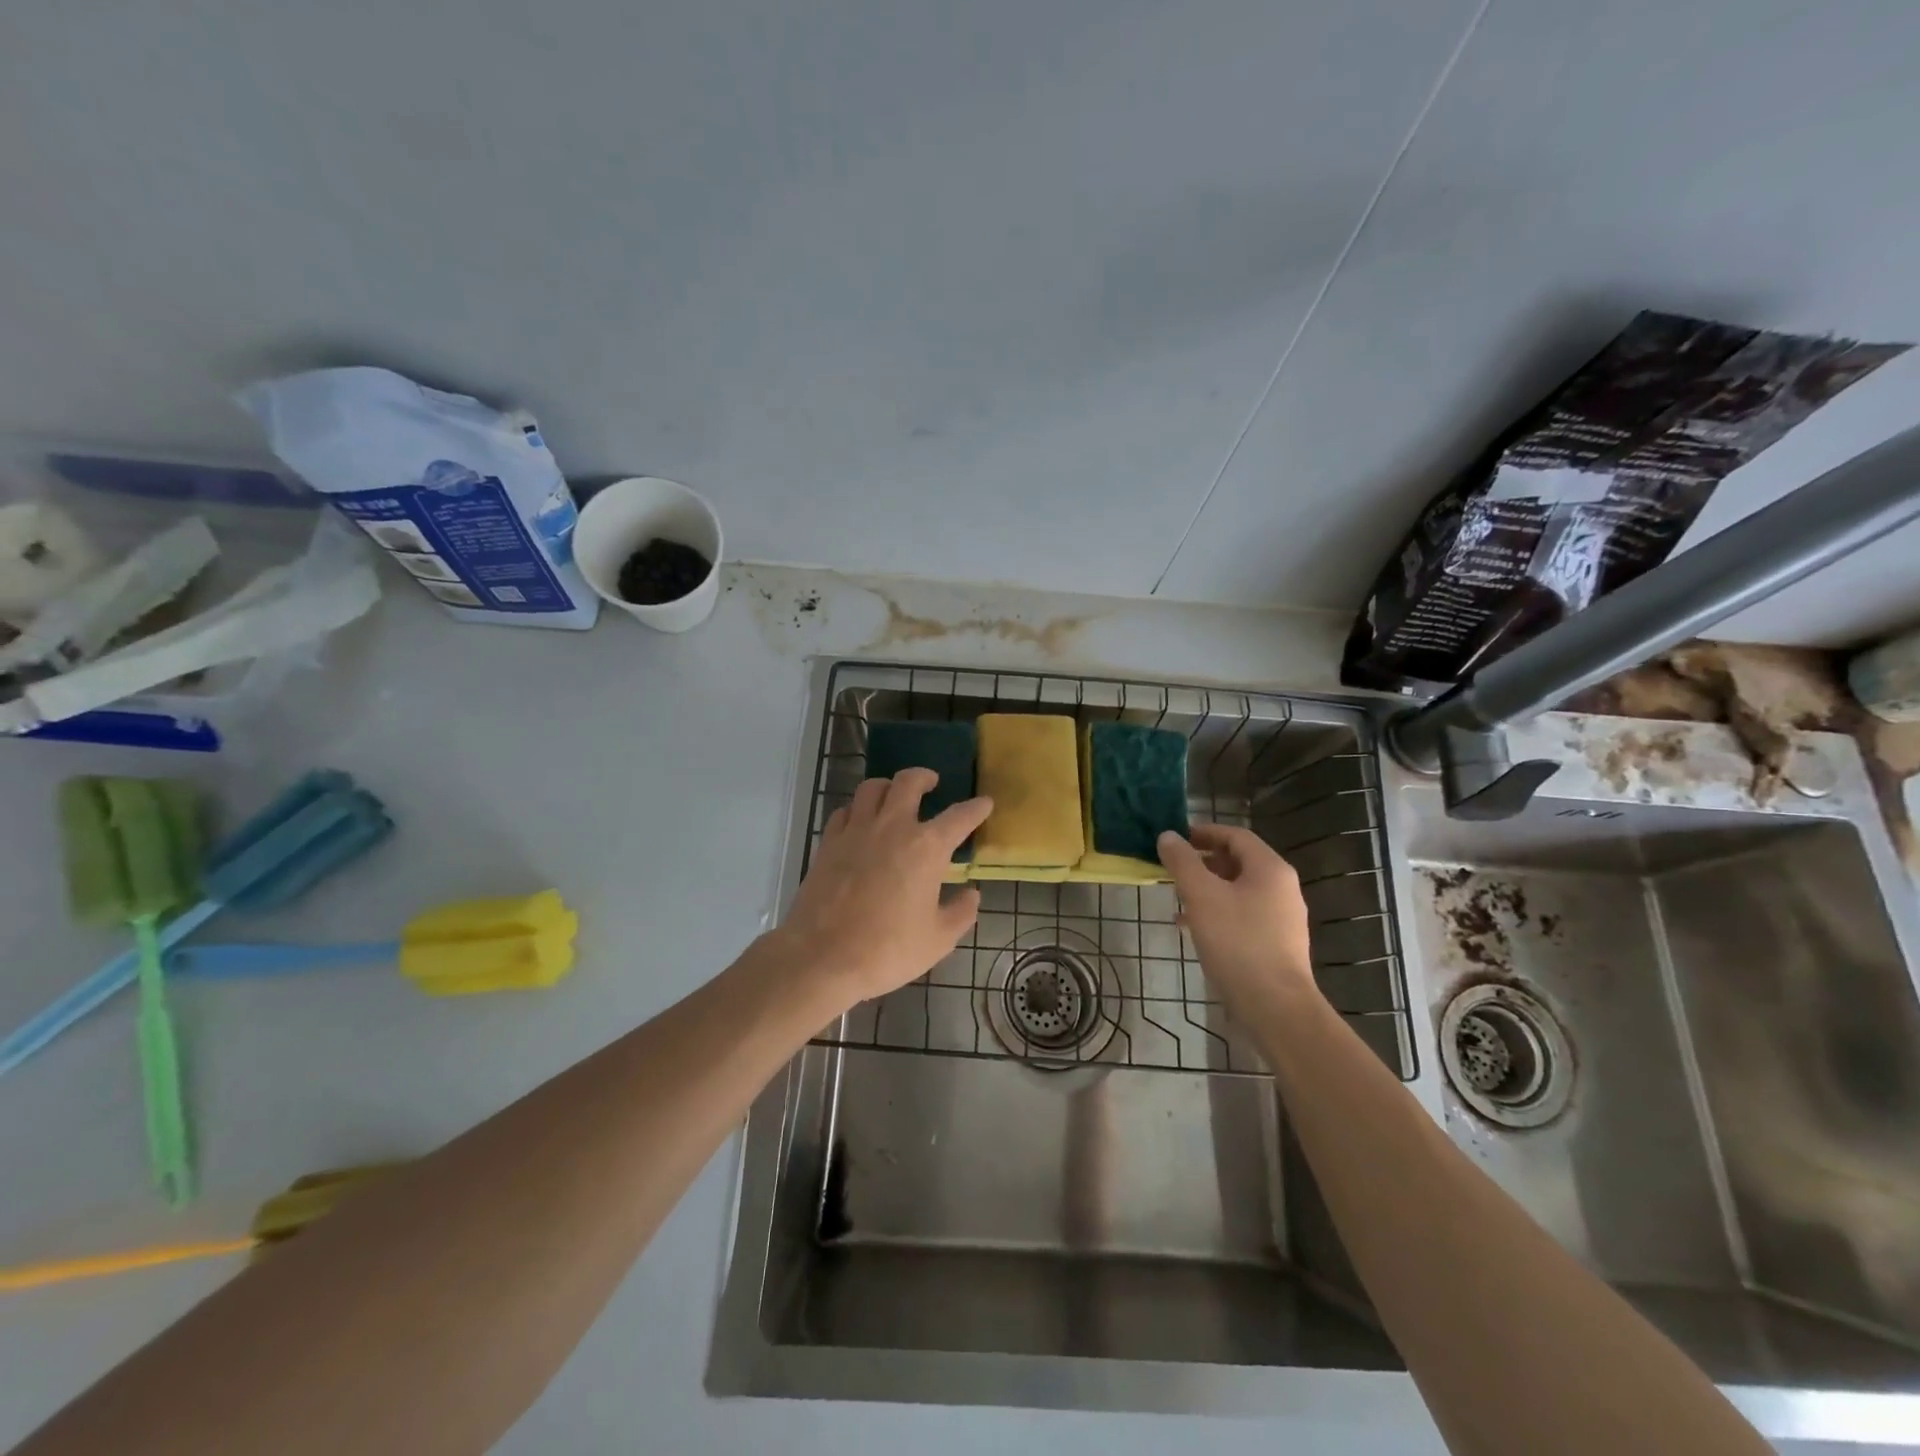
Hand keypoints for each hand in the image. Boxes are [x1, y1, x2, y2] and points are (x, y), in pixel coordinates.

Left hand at [777, 769, 992, 1008]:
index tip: (984, 803)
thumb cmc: (887, 950)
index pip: (959, 817)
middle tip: (931, 783)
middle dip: (924, 777)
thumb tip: (971, 894)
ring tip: (893, 795)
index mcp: (927, 847)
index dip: (976, 808)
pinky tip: (859, 822)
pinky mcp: (828, 843)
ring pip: (872, 788)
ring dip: (888, 786)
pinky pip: (844, 811)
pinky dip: (856, 810)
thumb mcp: (938, 939)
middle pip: (908, 782)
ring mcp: (856, 831)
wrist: (822, 957)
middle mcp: (892, 827)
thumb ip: (961, 912)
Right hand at [1157, 824, 1316, 1016]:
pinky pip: (1243, 915)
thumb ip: (1182, 862)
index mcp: (1270, 869)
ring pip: (1239, 891)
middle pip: (1238, 862)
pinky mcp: (1276, 944)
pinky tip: (1193, 929)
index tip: (1176, 839)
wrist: (1275, 1006)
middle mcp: (1282, 888)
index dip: (1204, 832)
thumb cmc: (1237, 942)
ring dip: (1208, 889)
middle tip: (1173, 869)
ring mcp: (1282, 918)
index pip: (1236, 836)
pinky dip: (1218, 913)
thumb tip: (1168, 836)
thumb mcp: (1201, 896)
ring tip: (1177, 899)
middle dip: (1203, 862)